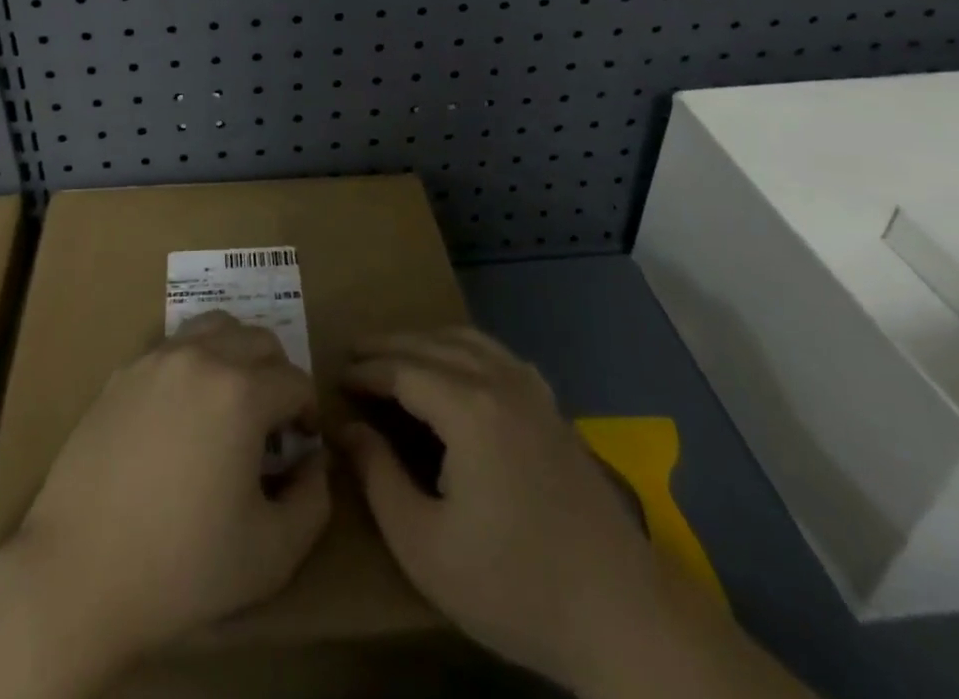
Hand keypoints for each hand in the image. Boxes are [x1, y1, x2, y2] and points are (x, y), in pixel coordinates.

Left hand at [13, 309, 331, 663]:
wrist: (79, 572)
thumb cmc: (182, 565)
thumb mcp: (272, 554)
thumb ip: (313, 501)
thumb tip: (313, 461)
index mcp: (242, 392)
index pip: (296, 380)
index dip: (308, 412)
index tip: (300, 446)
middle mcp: (202, 358)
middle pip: (259, 339)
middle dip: (277, 374)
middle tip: (271, 423)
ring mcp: (157, 359)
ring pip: (215, 326)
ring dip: (237, 353)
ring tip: (231, 401)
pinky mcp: (123, 372)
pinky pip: (173, 345)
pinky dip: (194, 361)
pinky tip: (183, 410)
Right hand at [340, 328, 664, 689]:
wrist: (623, 617)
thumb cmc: (514, 586)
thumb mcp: (425, 546)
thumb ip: (378, 477)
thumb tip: (348, 428)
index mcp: (469, 409)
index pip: (402, 369)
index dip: (365, 370)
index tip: (335, 376)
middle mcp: (501, 382)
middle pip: (433, 345)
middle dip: (389, 345)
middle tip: (353, 353)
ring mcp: (533, 391)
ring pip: (468, 341)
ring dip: (426, 341)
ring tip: (395, 355)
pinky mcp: (553, 408)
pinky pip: (498, 355)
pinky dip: (465, 349)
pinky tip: (457, 368)